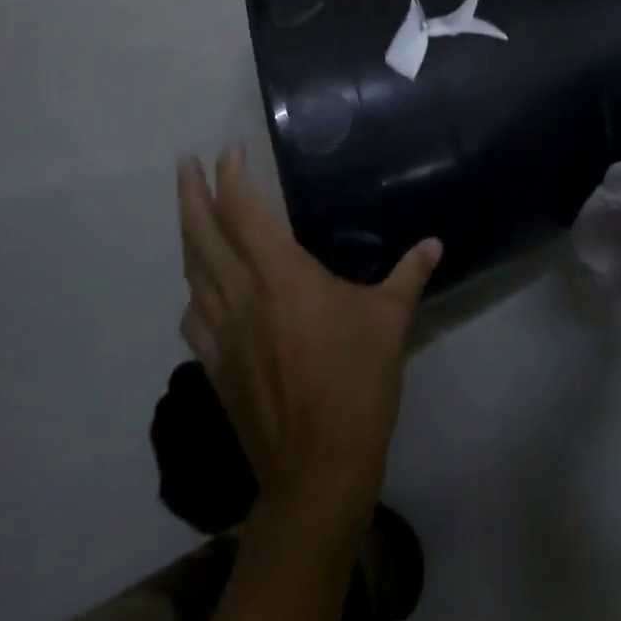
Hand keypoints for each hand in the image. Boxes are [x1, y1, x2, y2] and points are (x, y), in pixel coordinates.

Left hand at [178, 147, 439, 524]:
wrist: (316, 471)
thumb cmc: (355, 383)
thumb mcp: (390, 320)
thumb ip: (409, 274)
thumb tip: (434, 243)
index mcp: (280, 275)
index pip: (243, 211)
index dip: (231, 176)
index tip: (229, 150)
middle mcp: (241, 295)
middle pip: (202, 235)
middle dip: (191, 194)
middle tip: (185, 165)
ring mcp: (221, 333)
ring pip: (192, 272)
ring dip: (189, 236)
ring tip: (192, 213)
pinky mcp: (215, 366)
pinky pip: (192, 316)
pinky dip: (193, 289)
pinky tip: (201, 289)